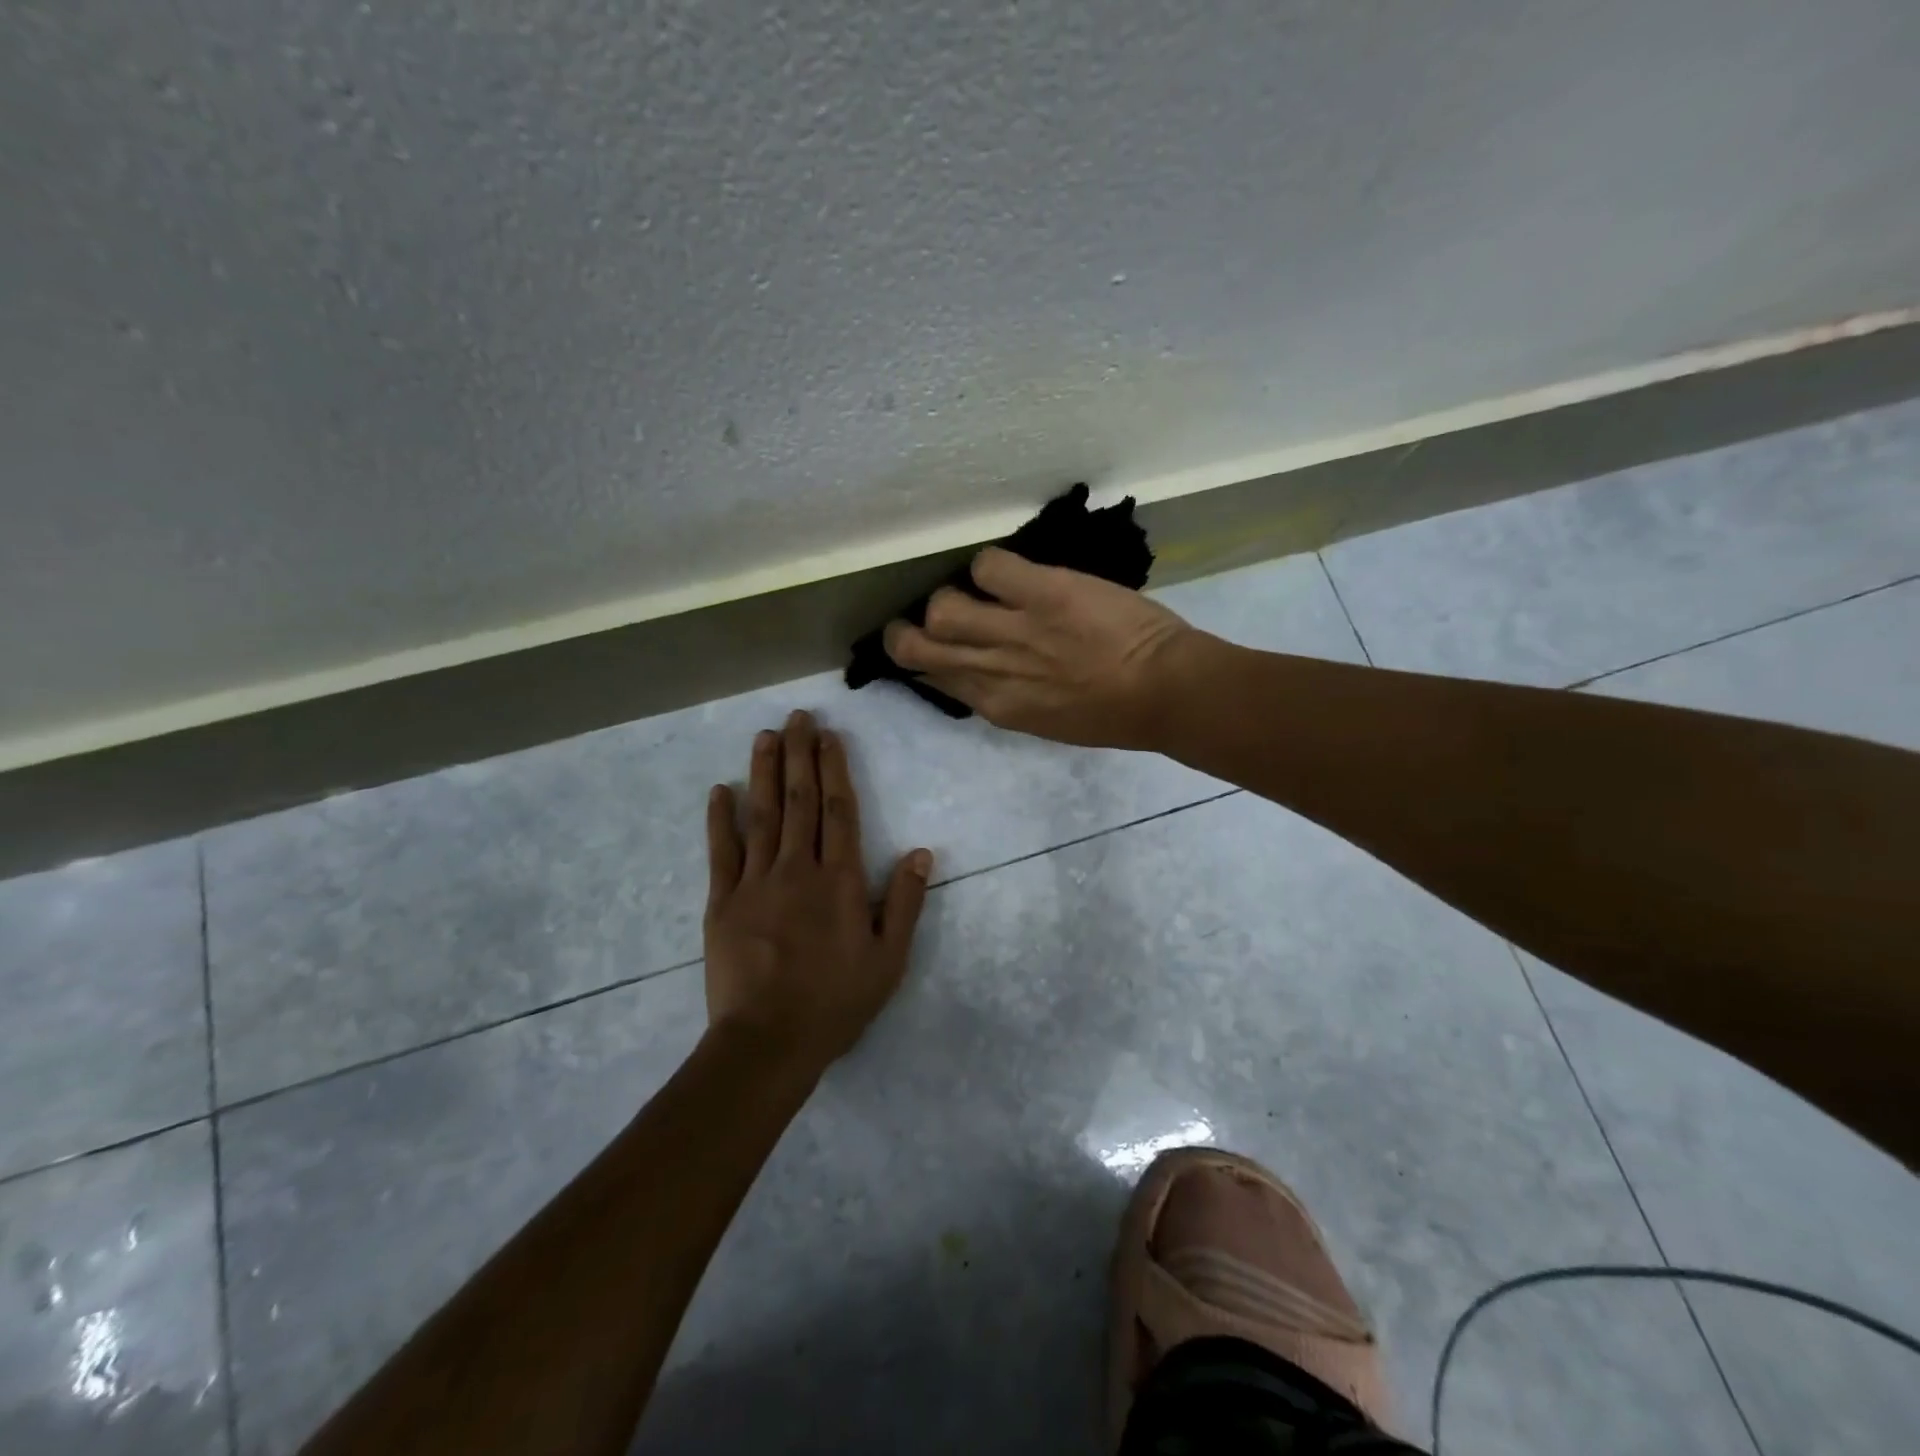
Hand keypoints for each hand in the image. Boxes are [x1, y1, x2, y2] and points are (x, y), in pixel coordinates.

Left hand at [704, 711, 932, 1072]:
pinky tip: (720, 790)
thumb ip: (905, 902)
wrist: (768, 1042)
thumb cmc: (836, 1002)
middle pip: (800, 801)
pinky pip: (722, 852)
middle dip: (800, 755)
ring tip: (765, 736)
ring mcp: (756, 882)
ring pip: (762, 815)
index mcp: (840, 880)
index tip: (829, 736)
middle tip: (797, 717)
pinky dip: (721, 819)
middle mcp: (798, 869)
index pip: (839, 810)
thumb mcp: (888, 959)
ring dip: (764, 772)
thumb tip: (922, 852)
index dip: (834, 768)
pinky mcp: (723, 902)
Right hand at [882, 546, 1200, 749]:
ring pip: (941, 607)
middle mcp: (990, 669)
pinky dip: (992, 567)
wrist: (1165, 693)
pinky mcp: (1039, 593)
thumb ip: (1009, 694)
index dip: (924, 661)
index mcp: (996, 705)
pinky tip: (1012, 574)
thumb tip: (984, 671)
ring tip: (976, 593)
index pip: (933, 678)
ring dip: (952, 596)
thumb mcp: (1048, 719)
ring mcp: (1012, 630)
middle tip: (923, 618)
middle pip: (914, 646)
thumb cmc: (1115, 715)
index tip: (931, 648)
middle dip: (907, 631)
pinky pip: (988, 566)